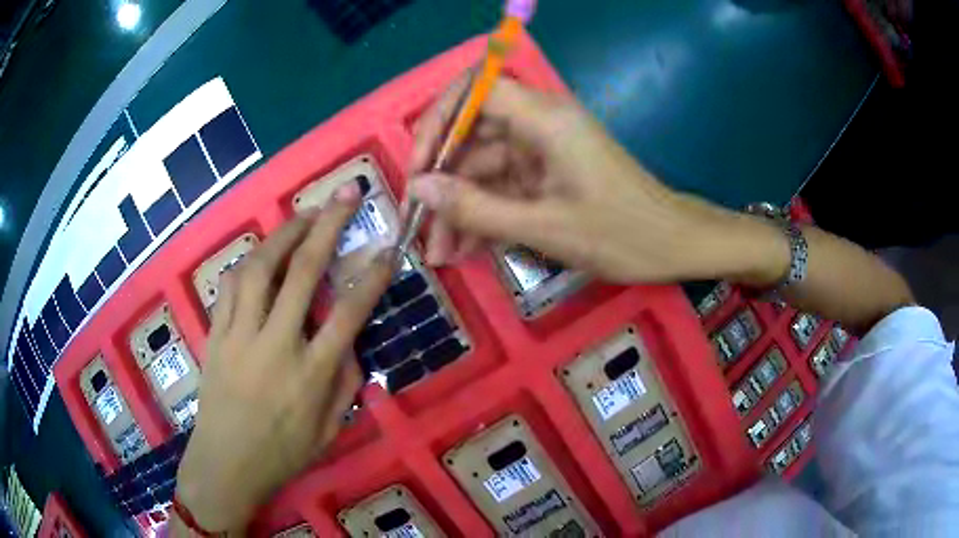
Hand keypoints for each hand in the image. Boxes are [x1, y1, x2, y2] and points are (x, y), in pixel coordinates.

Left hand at [174, 182, 394, 532]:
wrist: (225, 464)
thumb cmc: (282, 454)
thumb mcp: (329, 430)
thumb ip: (345, 383)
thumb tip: (350, 342)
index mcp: (310, 374)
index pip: (350, 313)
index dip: (373, 276)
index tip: (388, 248)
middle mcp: (276, 344)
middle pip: (304, 271)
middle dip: (329, 225)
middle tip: (345, 194)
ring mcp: (240, 335)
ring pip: (261, 267)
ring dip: (284, 233)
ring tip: (303, 215)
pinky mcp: (215, 334)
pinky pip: (230, 285)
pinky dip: (248, 262)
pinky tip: (260, 255)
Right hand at [408, 77, 780, 283]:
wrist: (674, 246)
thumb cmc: (621, 234)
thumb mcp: (543, 227)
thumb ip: (476, 207)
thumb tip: (419, 189)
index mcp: (545, 119)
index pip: (476, 90)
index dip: (438, 120)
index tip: (418, 166)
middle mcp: (541, 125)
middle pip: (474, 134)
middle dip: (444, 181)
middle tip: (419, 226)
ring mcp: (544, 151)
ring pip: (485, 168)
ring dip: (460, 208)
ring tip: (440, 253)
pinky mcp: (549, 175)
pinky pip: (504, 187)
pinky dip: (485, 215)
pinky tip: (465, 249)